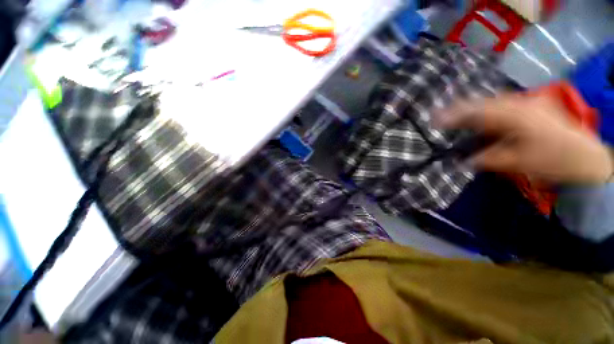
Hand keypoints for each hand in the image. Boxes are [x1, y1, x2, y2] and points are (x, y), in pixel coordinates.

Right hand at [437, 93, 612, 184]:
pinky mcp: (533, 105)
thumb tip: (463, 160)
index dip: (453, 115)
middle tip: (440, 115)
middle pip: (482, 102)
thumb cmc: (552, 160)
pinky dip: (487, 108)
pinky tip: (481, 114)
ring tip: (456, 114)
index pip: (476, 112)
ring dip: (473, 107)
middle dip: (460, 108)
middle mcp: (520, 103)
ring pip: (492, 100)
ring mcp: (528, 102)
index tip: (434, 119)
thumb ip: (486, 158)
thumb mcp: (516, 162)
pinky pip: (503, 103)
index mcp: (515, 116)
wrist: (586, 158)